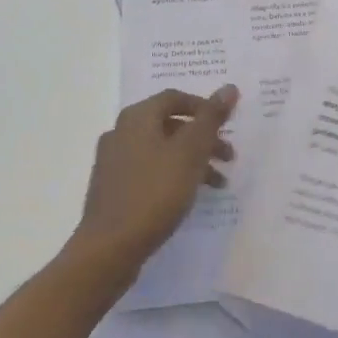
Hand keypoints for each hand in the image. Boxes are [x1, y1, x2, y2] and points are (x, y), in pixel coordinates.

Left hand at [68, 86, 238, 278]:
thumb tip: (229, 88)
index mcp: (137, 117)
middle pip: (169, 125)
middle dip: (203, 138)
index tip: (227, 124)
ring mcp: (113, 162)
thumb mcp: (191, 152)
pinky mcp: (112, 189)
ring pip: (161, 150)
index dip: (204, 107)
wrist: (108, 249)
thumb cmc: (154, 193)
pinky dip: (172, 175)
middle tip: (229, 156)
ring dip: (191, 160)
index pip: (175, 98)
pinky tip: (188, 197)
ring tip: (218, 183)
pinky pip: (148, 171)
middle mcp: (121, 132)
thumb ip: (211, 119)